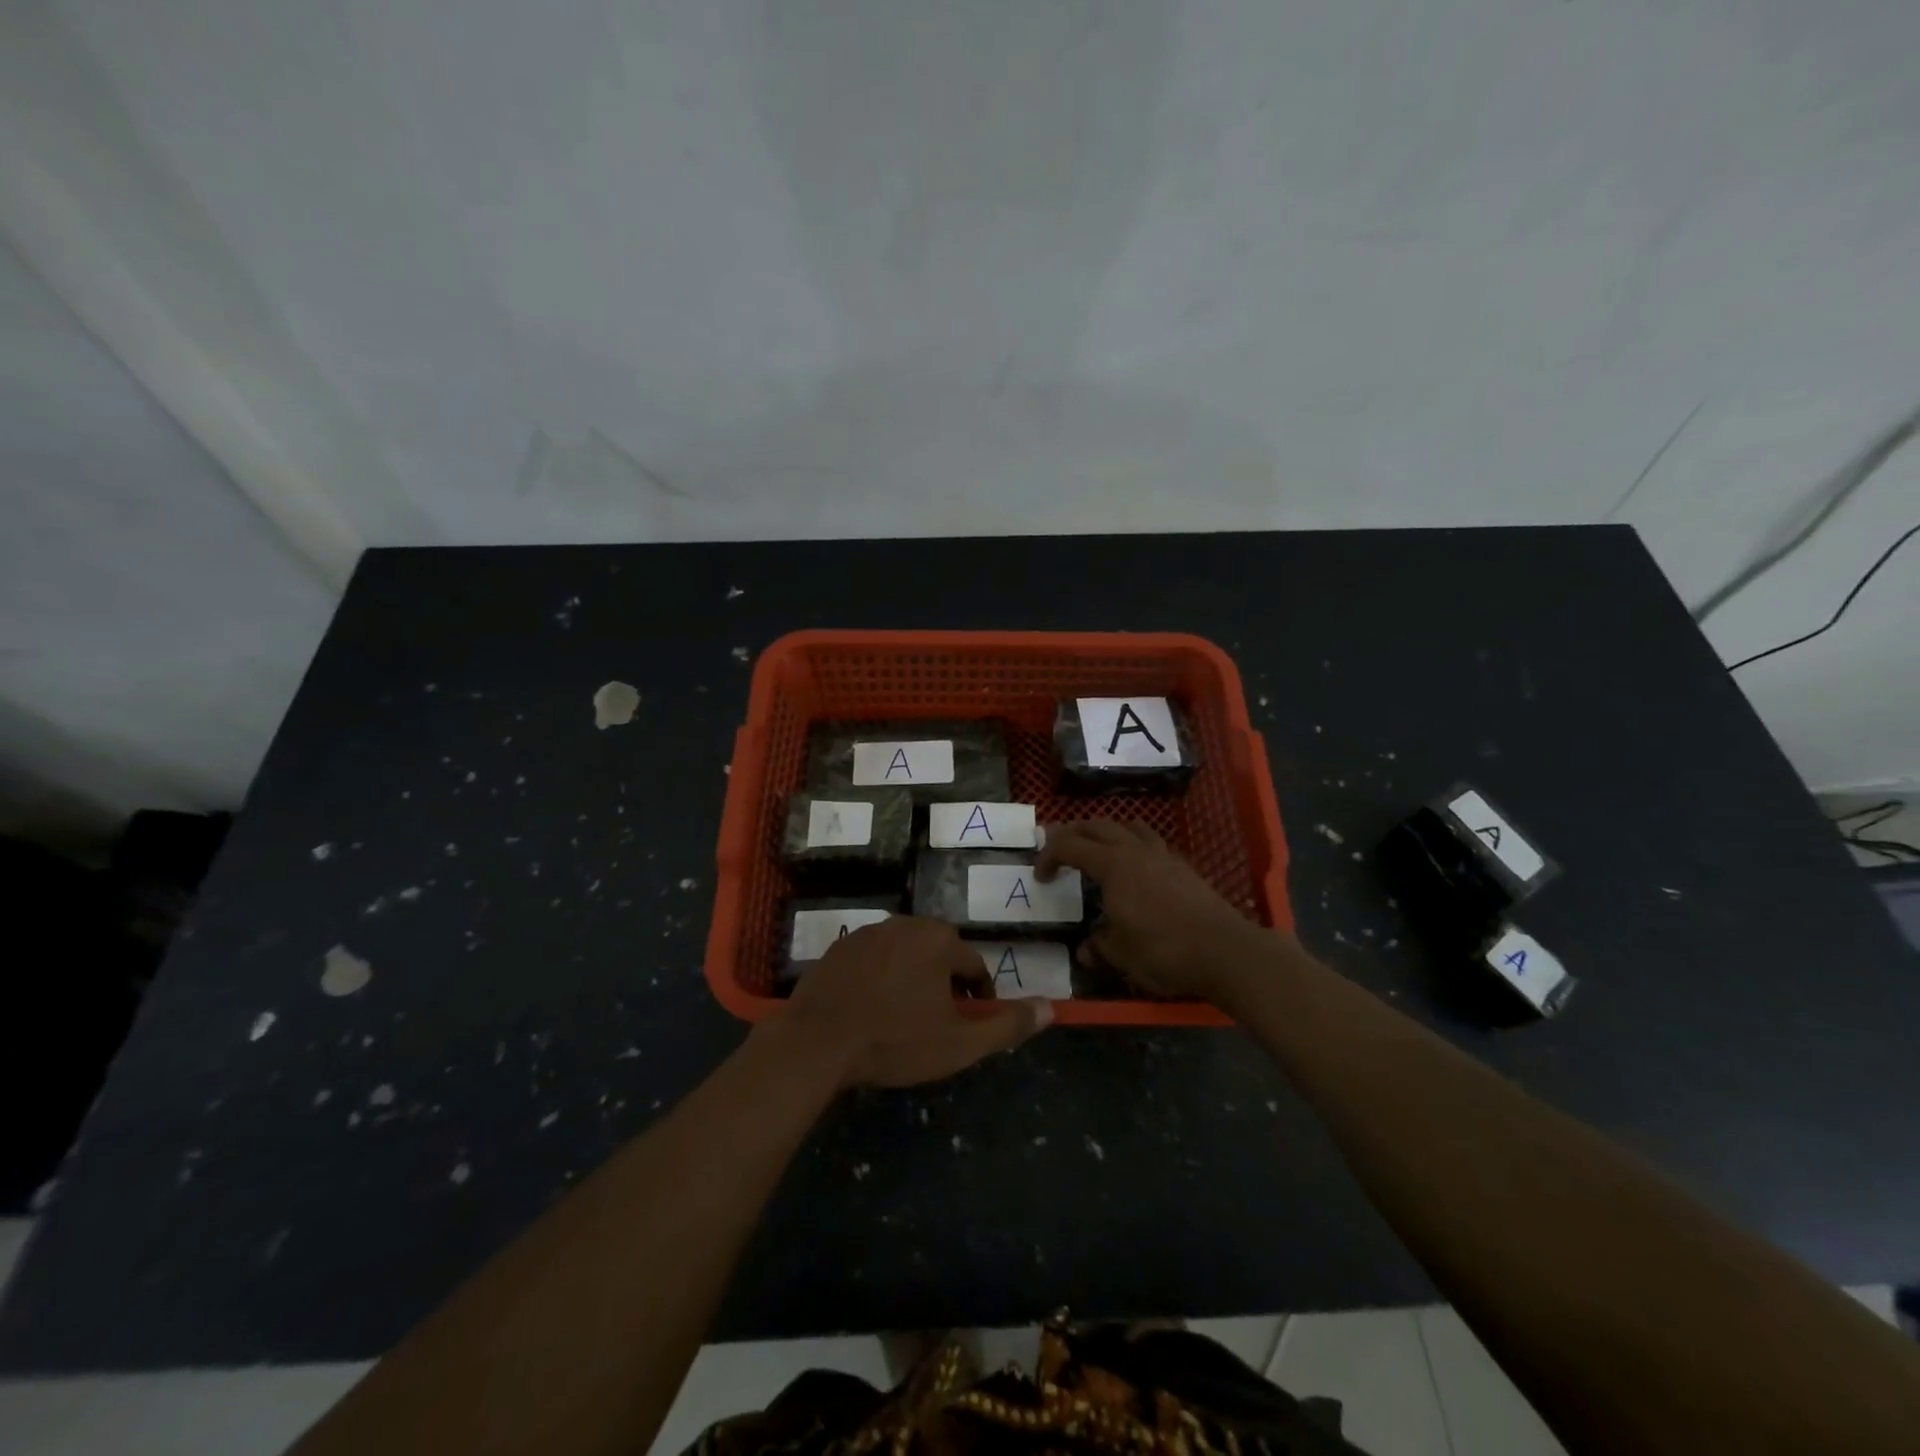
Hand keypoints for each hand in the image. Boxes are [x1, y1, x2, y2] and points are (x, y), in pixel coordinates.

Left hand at [777, 917, 1051, 1088]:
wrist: (817, 1041)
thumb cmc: (894, 1041)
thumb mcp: (958, 1044)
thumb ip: (1007, 1026)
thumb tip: (1052, 1009)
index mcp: (940, 941)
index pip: (974, 967)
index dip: (978, 999)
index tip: (969, 1026)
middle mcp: (907, 924)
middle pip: (940, 955)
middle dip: (945, 986)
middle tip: (936, 1024)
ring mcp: (869, 931)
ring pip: (906, 954)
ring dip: (912, 979)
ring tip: (902, 1018)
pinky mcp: (840, 945)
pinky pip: (874, 958)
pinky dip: (880, 977)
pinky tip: (870, 1008)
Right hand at [1037, 820, 1273, 1007]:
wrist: (1224, 951)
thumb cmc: (1163, 950)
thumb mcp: (1121, 955)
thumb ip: (1099, 946)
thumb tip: (1085, 950)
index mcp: (1112, 865)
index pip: (1070, 846)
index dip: (1049, 856)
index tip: (1040, 876)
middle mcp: (1135, 851)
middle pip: (1098, 826)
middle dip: (1074, 833)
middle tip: (1060, 848)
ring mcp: (1163, 855)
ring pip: (1129, 826)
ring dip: (1107, 831)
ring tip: (1098, 847)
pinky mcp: (1184, 867)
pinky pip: (1151, 842)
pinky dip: (1133, 845)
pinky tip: (1136, 867)